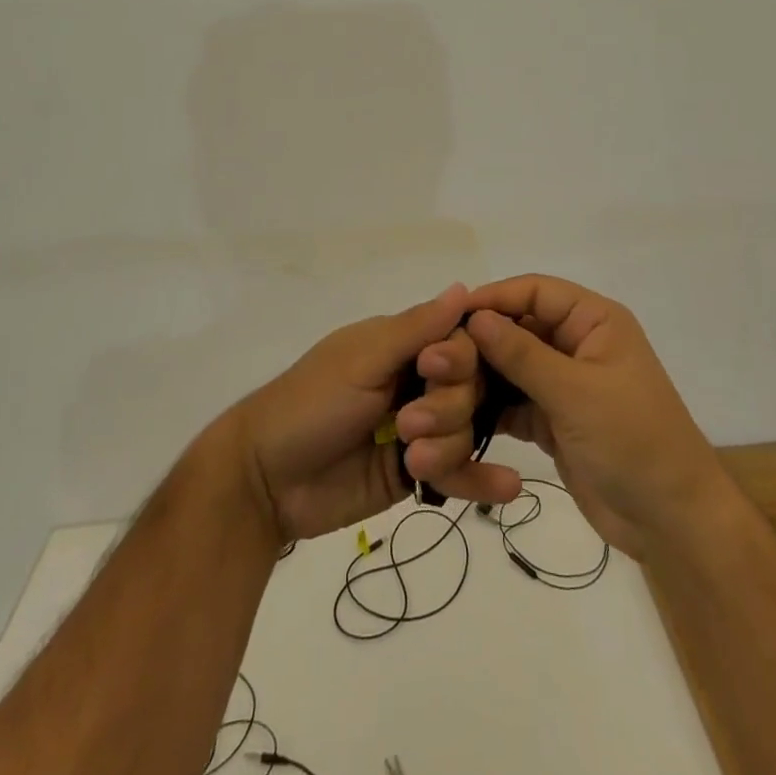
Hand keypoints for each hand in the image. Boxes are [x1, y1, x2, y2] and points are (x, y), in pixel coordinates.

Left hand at [230, 283, 523, 542]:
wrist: (266, 480)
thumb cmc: (310, 403)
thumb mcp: (362, 360)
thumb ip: (416, 329)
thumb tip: (464, 288)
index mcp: (402, 346)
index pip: (459, 341)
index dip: (458, 357)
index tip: (431, 371)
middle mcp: (416, 382)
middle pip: (469, 387)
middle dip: (447, 408)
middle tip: (407, 424)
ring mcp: (418, 430)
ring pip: (466, 429)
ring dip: (448, 447)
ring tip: (413, 462)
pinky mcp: (415, 473)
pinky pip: (458, 472)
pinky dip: (481, 479)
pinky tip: (509, 486)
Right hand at [464, 275, 729, 560]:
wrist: (673, 523)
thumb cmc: (634, 441)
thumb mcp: (576, 393)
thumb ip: (522, 355)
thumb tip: (475, 317)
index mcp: (594, 321)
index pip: (536, 291)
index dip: (494, 298)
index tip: (450, 315)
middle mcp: (578, 344)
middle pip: (519, 327)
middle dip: (481, 341)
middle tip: (435, 359)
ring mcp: (565, 384)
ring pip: (512, 367)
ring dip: (481, 376)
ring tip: (439, 388)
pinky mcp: (555, 420)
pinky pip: (514, 403)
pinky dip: (490, 408)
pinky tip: (457, 416)